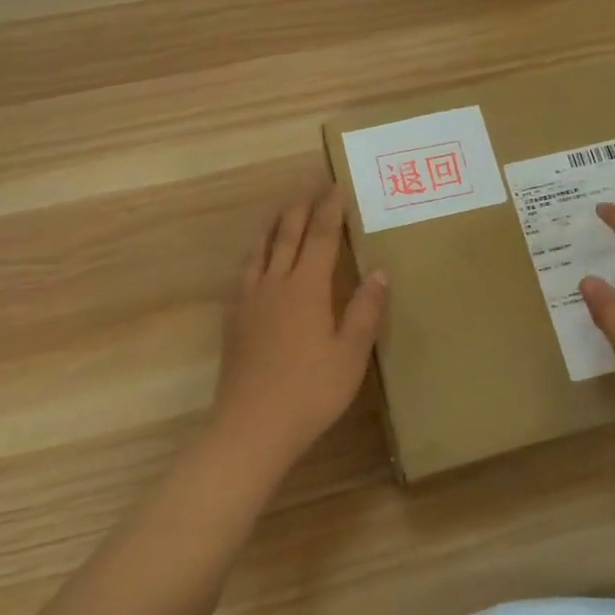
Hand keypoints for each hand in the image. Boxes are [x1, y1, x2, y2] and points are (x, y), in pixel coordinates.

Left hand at [212, 185, 388, 475]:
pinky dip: (255, 254)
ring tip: (283, 213)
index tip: (336, 187)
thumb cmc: (310, 391)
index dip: (330, 210)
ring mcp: (250, 301)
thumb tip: (380, 271)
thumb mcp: (351, 354)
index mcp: (307, 288)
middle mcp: (275, 284)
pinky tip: (257, 262)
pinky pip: (245, 272)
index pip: (321, 237)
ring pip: (260, 250)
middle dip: (301, 209)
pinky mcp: (234, 320)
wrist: (251, 426)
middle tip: (312, 191)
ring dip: (274, 226)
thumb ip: (366, 310)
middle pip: (287, 235)